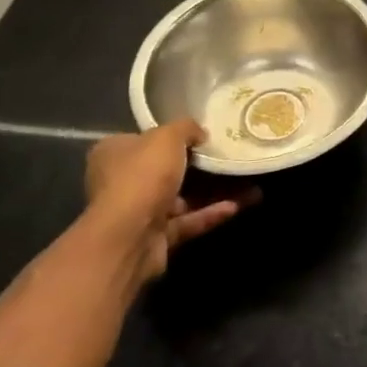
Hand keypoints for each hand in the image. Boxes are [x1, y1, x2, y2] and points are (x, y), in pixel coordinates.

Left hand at [85, 121, 243, 286]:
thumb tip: (200, 134)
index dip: (174, 136)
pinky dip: (211, 213)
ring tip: (251, 182)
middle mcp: (123, 181)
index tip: (204, 134)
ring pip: (184, 197)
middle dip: (203, 165)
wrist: (129, 236)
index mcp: (115, 153)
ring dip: (216, 191)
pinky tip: (240, 205)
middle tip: (233, 157)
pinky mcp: (156, 237)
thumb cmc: (142, 175)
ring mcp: (139, 212)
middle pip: (168, 169)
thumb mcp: (167, 136)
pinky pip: (189, 220)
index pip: (145, 139)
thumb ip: (186, 128)